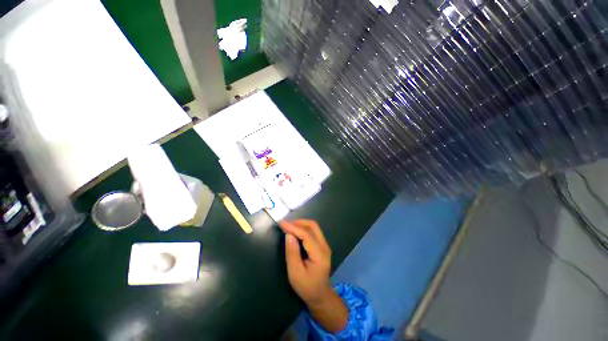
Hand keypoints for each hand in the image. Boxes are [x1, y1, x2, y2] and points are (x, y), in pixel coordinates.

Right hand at [280, 220, 347, 332]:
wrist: (321, 296)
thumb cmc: (306, 287)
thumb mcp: (295, 274)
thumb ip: (292, 253)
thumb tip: (288, 234)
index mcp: (319, 254)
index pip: (306, 235)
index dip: (294, 227)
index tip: (281, 223)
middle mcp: (324, 246)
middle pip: (313, 226)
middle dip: (298, 222)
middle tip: (285, 225)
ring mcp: (325, 245)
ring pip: (313, 227)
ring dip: (300, 224)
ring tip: (288, 226)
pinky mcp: (322, 245)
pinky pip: (313, 231)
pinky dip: (303, 228)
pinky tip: (295, 231)